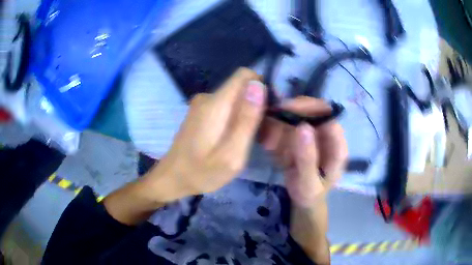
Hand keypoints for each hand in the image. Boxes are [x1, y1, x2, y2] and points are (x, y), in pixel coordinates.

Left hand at [143, 68, 265, 201]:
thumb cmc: (201, 172)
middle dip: (255, 105)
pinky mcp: (200, 112)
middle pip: (241, 88)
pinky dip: (234, 118)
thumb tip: (258, 86)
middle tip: (259, 135)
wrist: (172, 178)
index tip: (268, 110)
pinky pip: (225, 106)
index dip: (261, 87)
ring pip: (234, 98)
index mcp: (215, 103)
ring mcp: (201, 104)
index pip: (245, 75)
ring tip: (245, 141)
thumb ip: (246, 119)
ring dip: (245, 114)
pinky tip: (232, 139)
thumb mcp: (231, 154)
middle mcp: (207, 97)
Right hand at [259, 97, 347, 207]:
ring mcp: (316, 132)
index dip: (307, 108)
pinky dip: (277, 130)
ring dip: (280, 124)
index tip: (284, 111)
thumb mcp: (308, 183)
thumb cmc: (311, 193)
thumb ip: (307, 158)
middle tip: (270, 127)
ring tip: (270, 144)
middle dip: (289, 114)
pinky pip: (289, 124)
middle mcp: (329, 134)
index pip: (327, 114)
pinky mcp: (305, 134)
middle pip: (311, 109)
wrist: (306, 199)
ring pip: (298, 114)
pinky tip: (271, 145)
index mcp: (337, 145)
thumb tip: (303, 126)